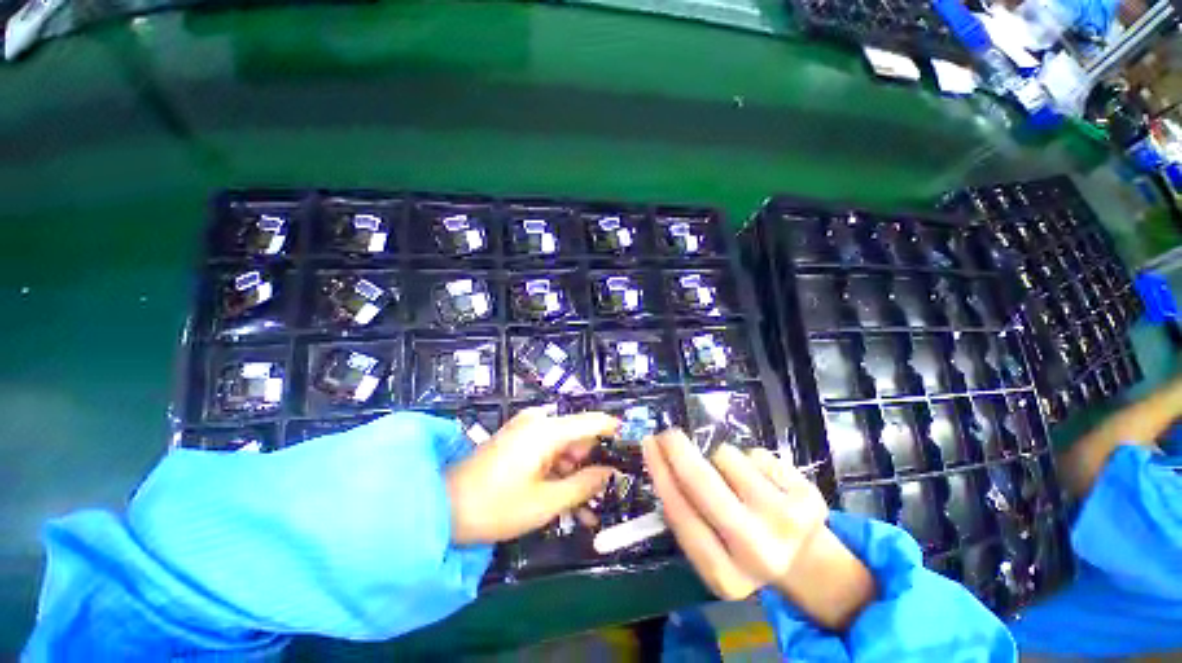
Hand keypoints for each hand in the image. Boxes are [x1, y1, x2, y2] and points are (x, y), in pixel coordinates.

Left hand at [445, 408, 618, 544]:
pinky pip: (547, 452)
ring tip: (587, 507)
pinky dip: (558, 471)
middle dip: (593, 464)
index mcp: (547, 429)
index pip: (592, 421)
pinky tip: (567, 498)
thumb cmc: (496, 506)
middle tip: (606, 494)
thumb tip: (610, 471)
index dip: (614, 432)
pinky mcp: (517, 441)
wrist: (441, 508)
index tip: (632, 448)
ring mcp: (526, 430)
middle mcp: (539, 422)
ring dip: (575, 474)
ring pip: (564, 448)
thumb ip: (584, 484)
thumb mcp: (546, 501)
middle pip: (578, 437)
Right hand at [643, 429, 874, 629]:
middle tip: (668, 433)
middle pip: (701, 481)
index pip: (680, 513)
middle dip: (677, 449)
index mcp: (724, 576)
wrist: (805, 562)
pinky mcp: (809, 497)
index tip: (648, 444)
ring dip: (719, 459)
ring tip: (733, 478)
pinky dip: (748, 459)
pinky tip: (761, 481)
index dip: (659, 471)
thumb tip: (660, 459)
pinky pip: (755, 453)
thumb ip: (685, 514)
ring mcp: (787, 523)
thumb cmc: (743, 549)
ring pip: (726, 457)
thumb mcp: (709, 547)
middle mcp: (757, 551)